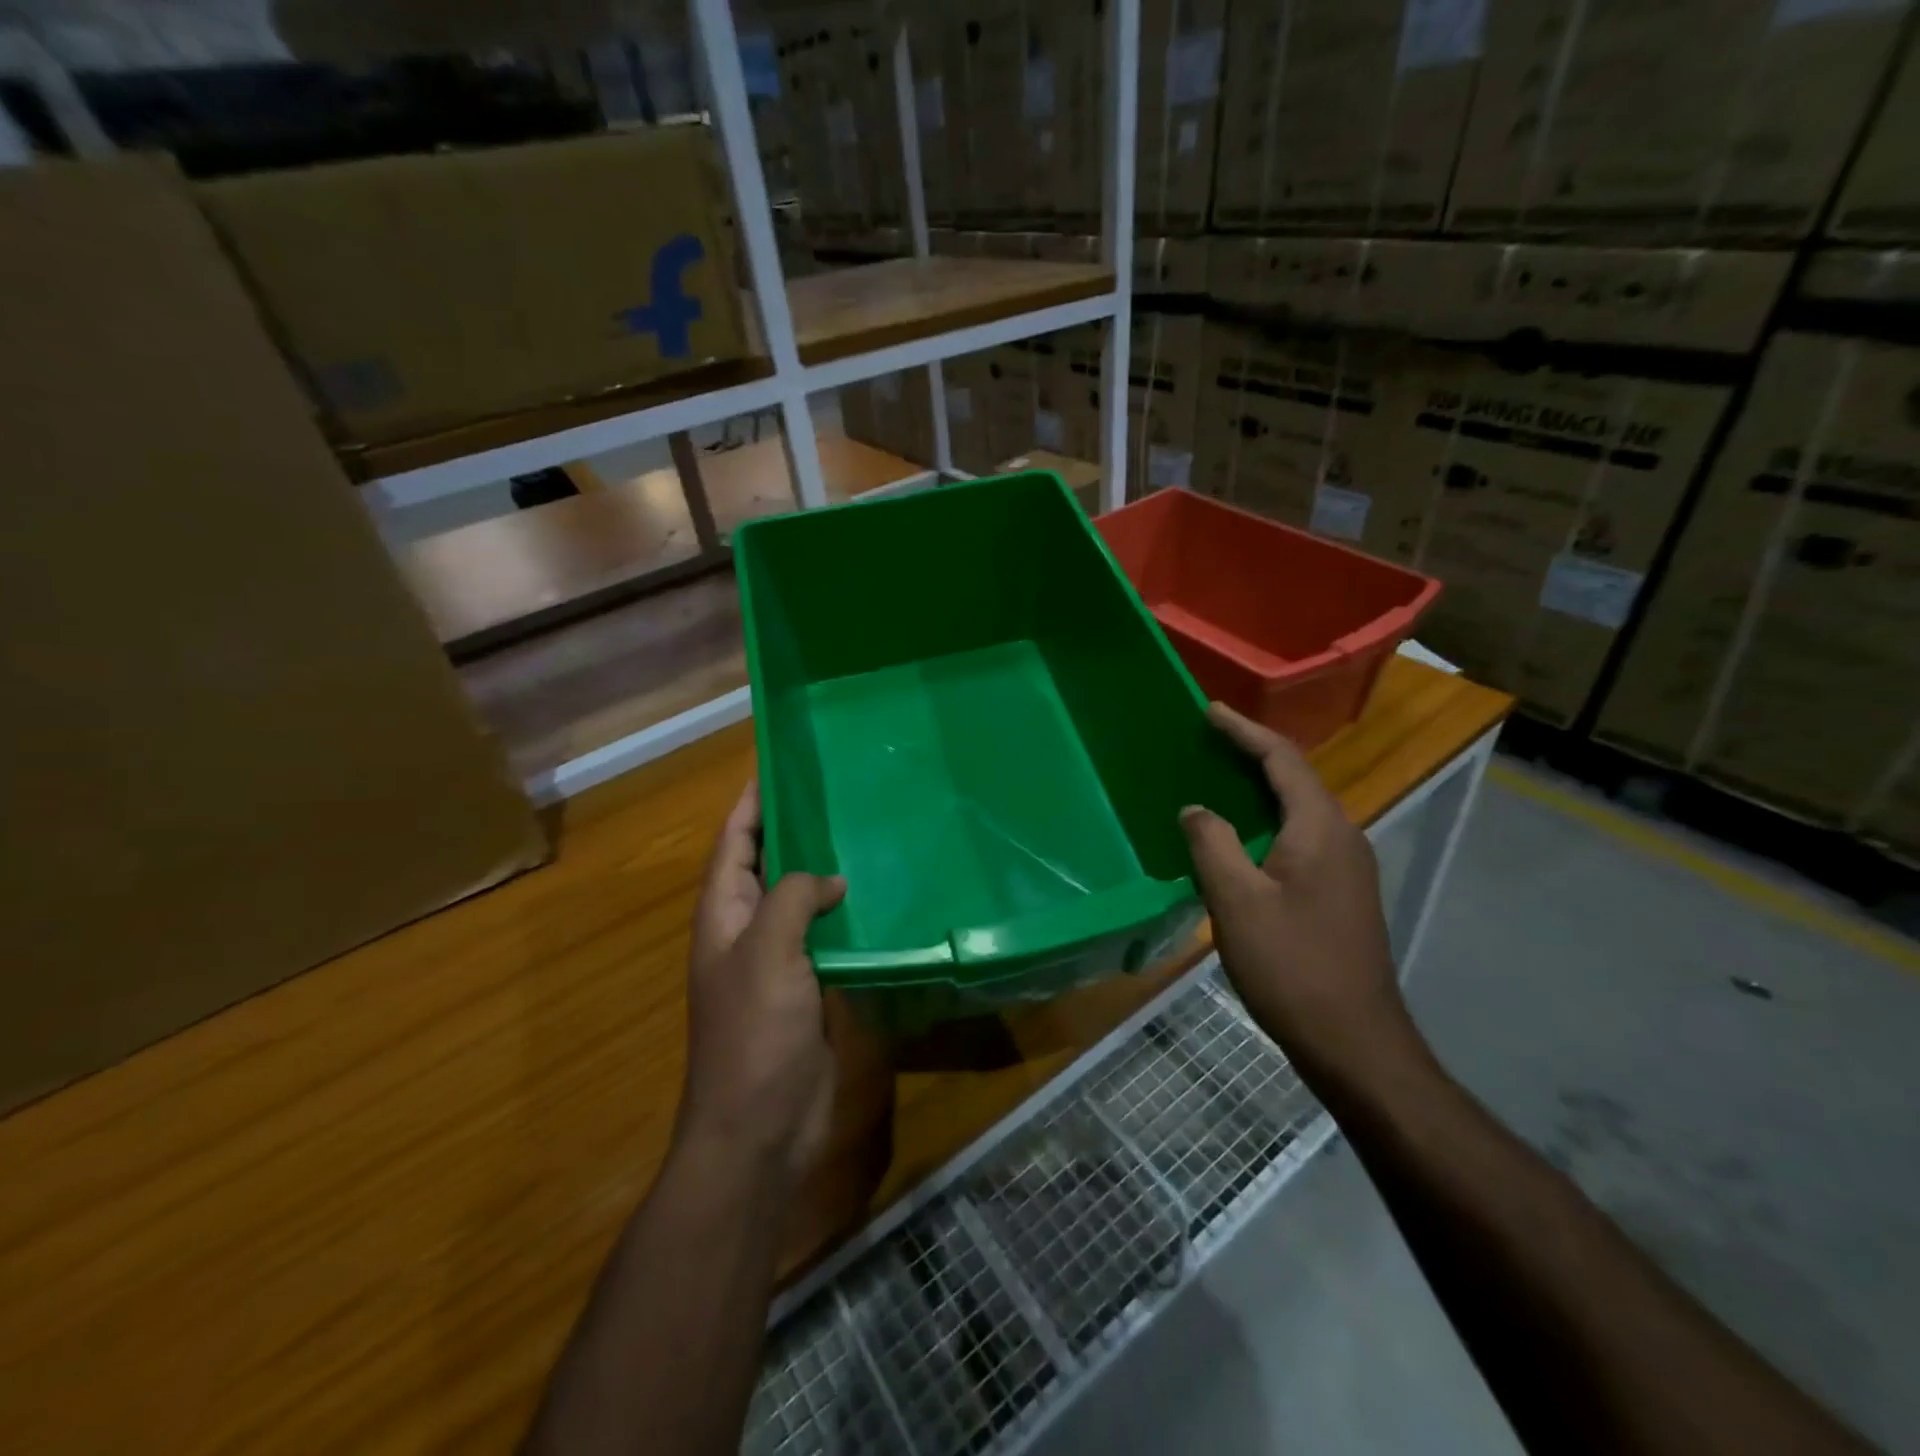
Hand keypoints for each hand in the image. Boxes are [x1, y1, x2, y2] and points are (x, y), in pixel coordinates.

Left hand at [680, 780, 846, 1181]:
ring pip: (801, 901)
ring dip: (825, 872)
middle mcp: (747, 930)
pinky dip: (846, 915)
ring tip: (865, 835)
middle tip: (837, 793)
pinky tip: (879, 900)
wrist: (759, 1128)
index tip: (778, 765)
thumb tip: (830, 880)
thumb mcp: (767, 952)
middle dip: (793, 830)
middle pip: (767, 866)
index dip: (751, 804)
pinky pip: (827, 938)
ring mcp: (779, 962)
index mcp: (724, 914)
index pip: (734, 843)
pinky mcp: (809, 988)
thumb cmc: (752, 1034)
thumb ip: (793, 899)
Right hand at [1179, 703, 1423, 1085]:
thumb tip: (1196, 810)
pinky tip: (1240, 836)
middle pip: (1295, 778)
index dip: (1244, 731)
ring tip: (1217, 778)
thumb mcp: (1236, 901)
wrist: (1354, 1042)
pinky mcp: (1341, 893)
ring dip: (1260, 787)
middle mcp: (1342, 836)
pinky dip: (1268, 820)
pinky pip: (1301, 836)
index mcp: (1321, 828)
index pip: (1282, 759)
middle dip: (1251, 753)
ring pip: (1299, 809)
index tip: (1209, 710)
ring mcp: (1347, 867)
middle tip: (1207, 739)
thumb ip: (1211, 844)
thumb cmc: (1292, 966)